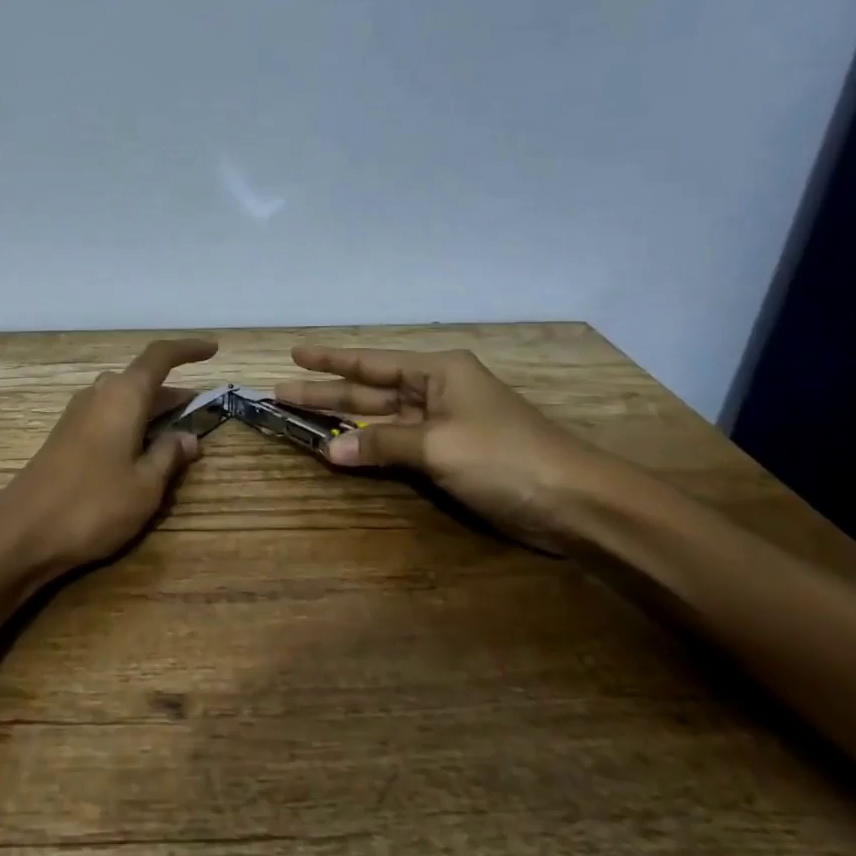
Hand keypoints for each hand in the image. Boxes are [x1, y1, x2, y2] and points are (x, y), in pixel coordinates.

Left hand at [0, 338, 216, 575]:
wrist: (22, 533)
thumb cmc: (93, 504)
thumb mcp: (145, 485)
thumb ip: (169, 455)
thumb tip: (187, 437)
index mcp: (123, 395)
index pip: (160, 356)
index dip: (188, 349)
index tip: (213, 349)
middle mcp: (99, 394)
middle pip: (141, 379)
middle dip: (172, 392)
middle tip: (200, 411)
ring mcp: (77, 415)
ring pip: (123, 399)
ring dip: (151, 409)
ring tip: (176, 433)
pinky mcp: (65, 437)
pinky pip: (107, 416)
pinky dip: (131, 423)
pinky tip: (140, 451)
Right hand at [276, 345, 608, 552]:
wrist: (573, 501)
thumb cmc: (504, 457)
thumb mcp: (438, 444)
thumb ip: (382, 444)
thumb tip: (331, 452)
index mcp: (438, 371)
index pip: (370, 363)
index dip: (330, 360)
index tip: (294, 354)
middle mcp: (437, 391)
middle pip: (370, 390)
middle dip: (327, 392)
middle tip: (282, 392)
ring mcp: (444, 424)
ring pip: (382, 419)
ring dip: (344, 423)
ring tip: (301, 420)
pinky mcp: (450, 455)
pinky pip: (398, 445)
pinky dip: (371, 448)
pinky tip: (343, 452)